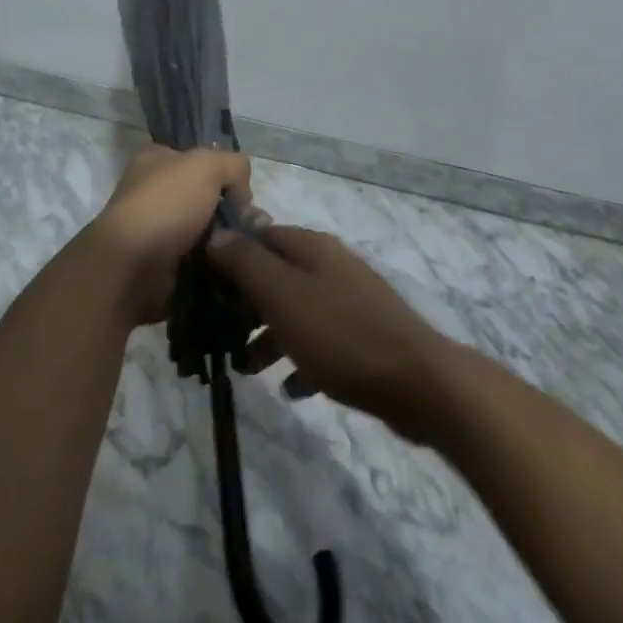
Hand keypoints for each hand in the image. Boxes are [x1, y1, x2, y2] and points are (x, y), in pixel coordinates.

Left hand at [84, 144, 252, 323]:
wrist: (133, 265)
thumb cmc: (166, 203)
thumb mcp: (207, 165)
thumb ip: (233, 165)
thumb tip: (242, 195)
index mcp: (154, 159)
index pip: (196, 158)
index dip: (223, 171)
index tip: (243, 192)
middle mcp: (151, 190)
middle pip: (204, 195)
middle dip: (230, 209)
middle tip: (253, 224)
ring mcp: (155, 228)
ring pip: (205, 229)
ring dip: (226, 238)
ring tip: (248, 247)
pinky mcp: (161, 262)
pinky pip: (199, 257)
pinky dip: (216, 261)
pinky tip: (233, 264)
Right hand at [206, 225, 455, 443]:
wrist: (419, 384)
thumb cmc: (341, 335)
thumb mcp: (282, 295)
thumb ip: (246, 263)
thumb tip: (216, 233)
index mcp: (311, 247)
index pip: (259, 236)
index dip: (229, 256)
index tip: (203, 286)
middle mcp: (330, 266)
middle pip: (276, 274)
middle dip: (246, 303)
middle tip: (220, 334)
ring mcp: (351, 301)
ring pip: (296, 310)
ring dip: (268, 336)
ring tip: (247, 369)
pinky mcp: (364, 337)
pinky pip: (321, 342)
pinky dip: (301, 360)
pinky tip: (291, 389)